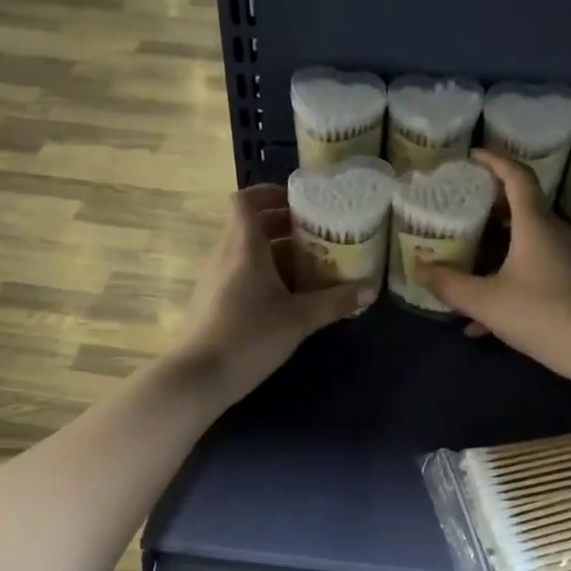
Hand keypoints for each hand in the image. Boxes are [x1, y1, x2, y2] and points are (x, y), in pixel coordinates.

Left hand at [172, 184, 371, 402]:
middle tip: (317, 234)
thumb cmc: (250, 337)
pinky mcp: (212, 300)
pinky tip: (286, 296)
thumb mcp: (299, 319)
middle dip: (283, 225)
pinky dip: (263, 273)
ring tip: (310, 265)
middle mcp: (225, 254)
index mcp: (244, 246)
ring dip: (275, 252)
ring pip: (246, 251)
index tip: (299, 202)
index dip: (269, 194)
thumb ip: (335, 302)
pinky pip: (240, 272)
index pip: (246, 201)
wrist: (200, 376)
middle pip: (250, 225)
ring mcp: (215, 278)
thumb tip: (370, 290)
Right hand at [418, 150, 570, 381]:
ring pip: (528, 243)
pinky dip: (512, 279)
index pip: (516, 176)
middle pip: (522, 208)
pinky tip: (486, 318)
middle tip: (461, 213)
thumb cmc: (542, 315)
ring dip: (497, 251)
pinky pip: (538, 270)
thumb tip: (419, 267)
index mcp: (535, 225)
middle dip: (489, 209)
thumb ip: (449, 284)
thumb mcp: (485, 302)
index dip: (494, 160)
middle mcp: (557, 232)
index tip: (472, 156)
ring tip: (467, 267)